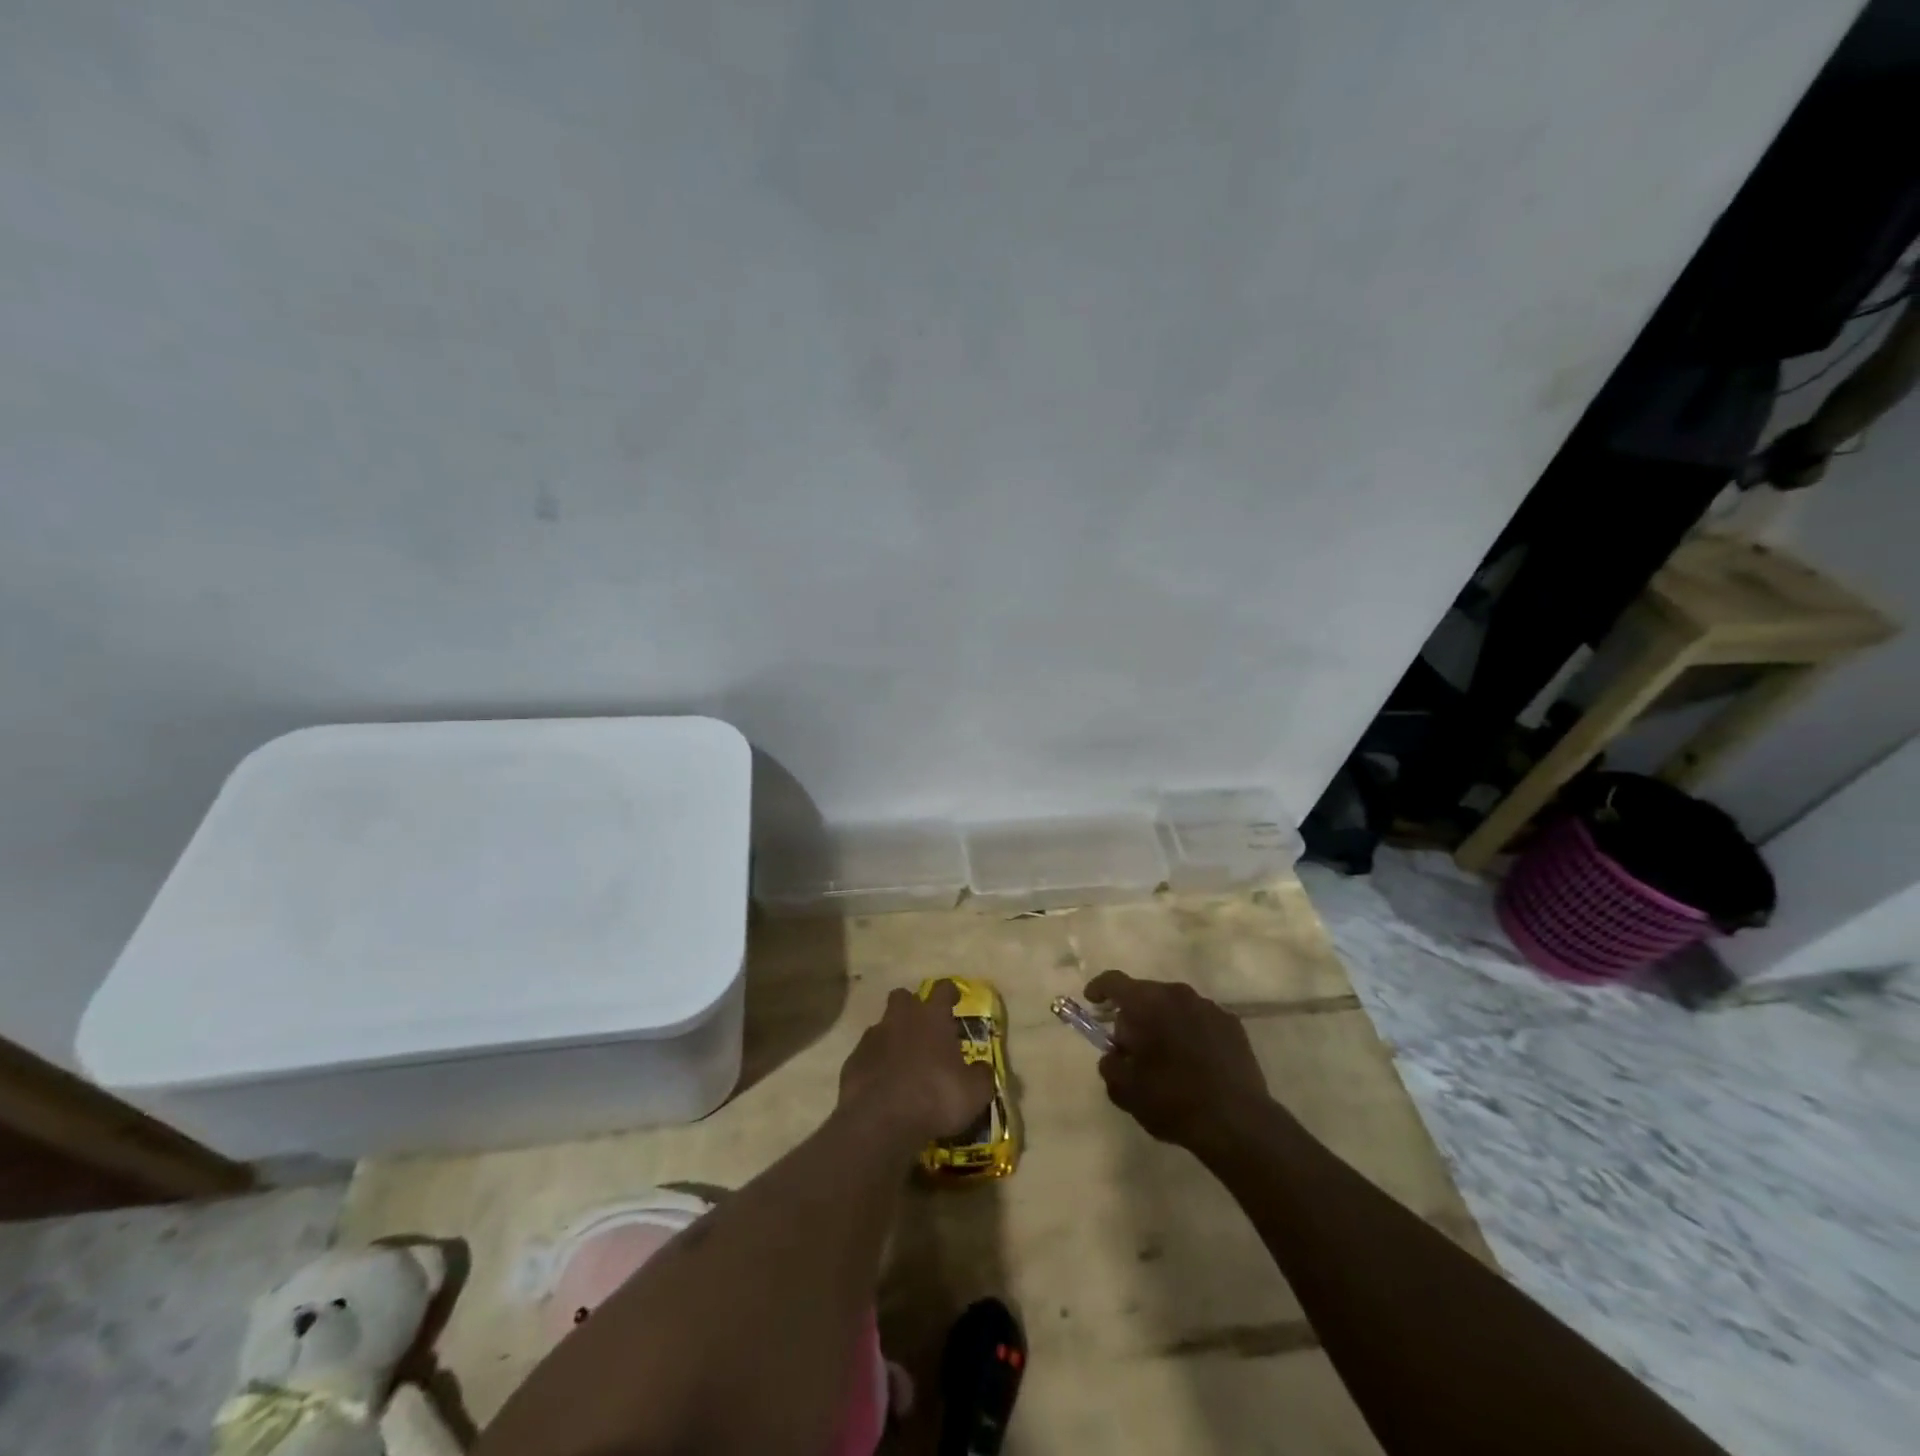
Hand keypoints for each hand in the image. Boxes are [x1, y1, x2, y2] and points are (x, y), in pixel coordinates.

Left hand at [838, 982, 994, 1152]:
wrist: (881, 1121)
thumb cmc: (935, 1098)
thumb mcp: (974, 1093)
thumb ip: (981, 1076)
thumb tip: (982, 1069)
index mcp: (932, 1017)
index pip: (943, 989)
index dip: (949, 992)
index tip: (954, 999)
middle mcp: (901, 1018)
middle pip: (903, 997)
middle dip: (911, 1006)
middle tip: (922, 1027)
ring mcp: (873, 1038)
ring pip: (882, 1025)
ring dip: (892, 1037)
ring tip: (902, 1062)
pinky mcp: (853, 1061)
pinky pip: (866, 1054)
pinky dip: (874, 1064)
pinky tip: (882, 1084)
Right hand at [1085, 970, 1271, 1154]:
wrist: (1237, 1122)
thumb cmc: (1173, 1101)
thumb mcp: (1125, 1090)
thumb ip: (1110, 1065)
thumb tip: (1114, 1054)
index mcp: (1147, 1003)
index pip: (1114, 981)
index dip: (1099, 988)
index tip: (1092, 1000)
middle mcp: (1178, 994)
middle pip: (1146, 993)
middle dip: (1133, 1014)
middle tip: (1129, 1045)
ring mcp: (1209, 1007)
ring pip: (1175, 1006)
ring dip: (1163, 1022)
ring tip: (1164, 1056)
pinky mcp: (1232, 1025)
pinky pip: (1200, 1020)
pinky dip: (1190, 1032)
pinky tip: (1193, 1062)